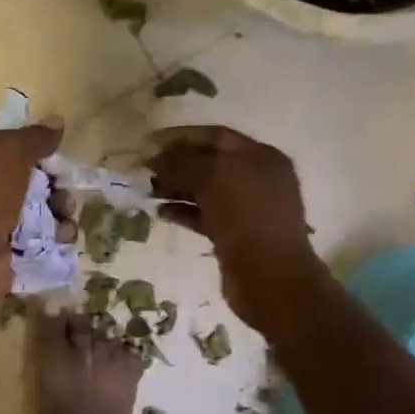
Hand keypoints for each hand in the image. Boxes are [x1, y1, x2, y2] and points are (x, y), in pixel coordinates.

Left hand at [0, 121, 62, 313]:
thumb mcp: (7, 152)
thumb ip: (34, 137)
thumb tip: (57, 122)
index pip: (4, 146)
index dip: (31, 147)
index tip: (54, 151)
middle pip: (28, 181)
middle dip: (53, 183)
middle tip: (63, 189)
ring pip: (39, 212)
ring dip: (59, 211)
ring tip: (66, 215)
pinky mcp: (9, 255)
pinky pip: (41, 242)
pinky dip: (56, 239)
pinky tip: (63, 237)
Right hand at [147, 125, 318, 328]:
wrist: (269, 276)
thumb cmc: (245, 217)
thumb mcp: (212, 178)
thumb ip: (181, 162)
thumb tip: (153, 154)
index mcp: (261, 157)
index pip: (215, 136)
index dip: (181, 138)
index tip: (148, 145)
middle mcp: (258, 179)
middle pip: (210, 164)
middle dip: (177, 165)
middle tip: (145, 171)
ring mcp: (248, 210)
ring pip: (206, 192)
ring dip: (177, 189)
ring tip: (150, 193)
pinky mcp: (237, 236)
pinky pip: (206, 217)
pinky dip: (185, 213)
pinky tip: (162, 214)